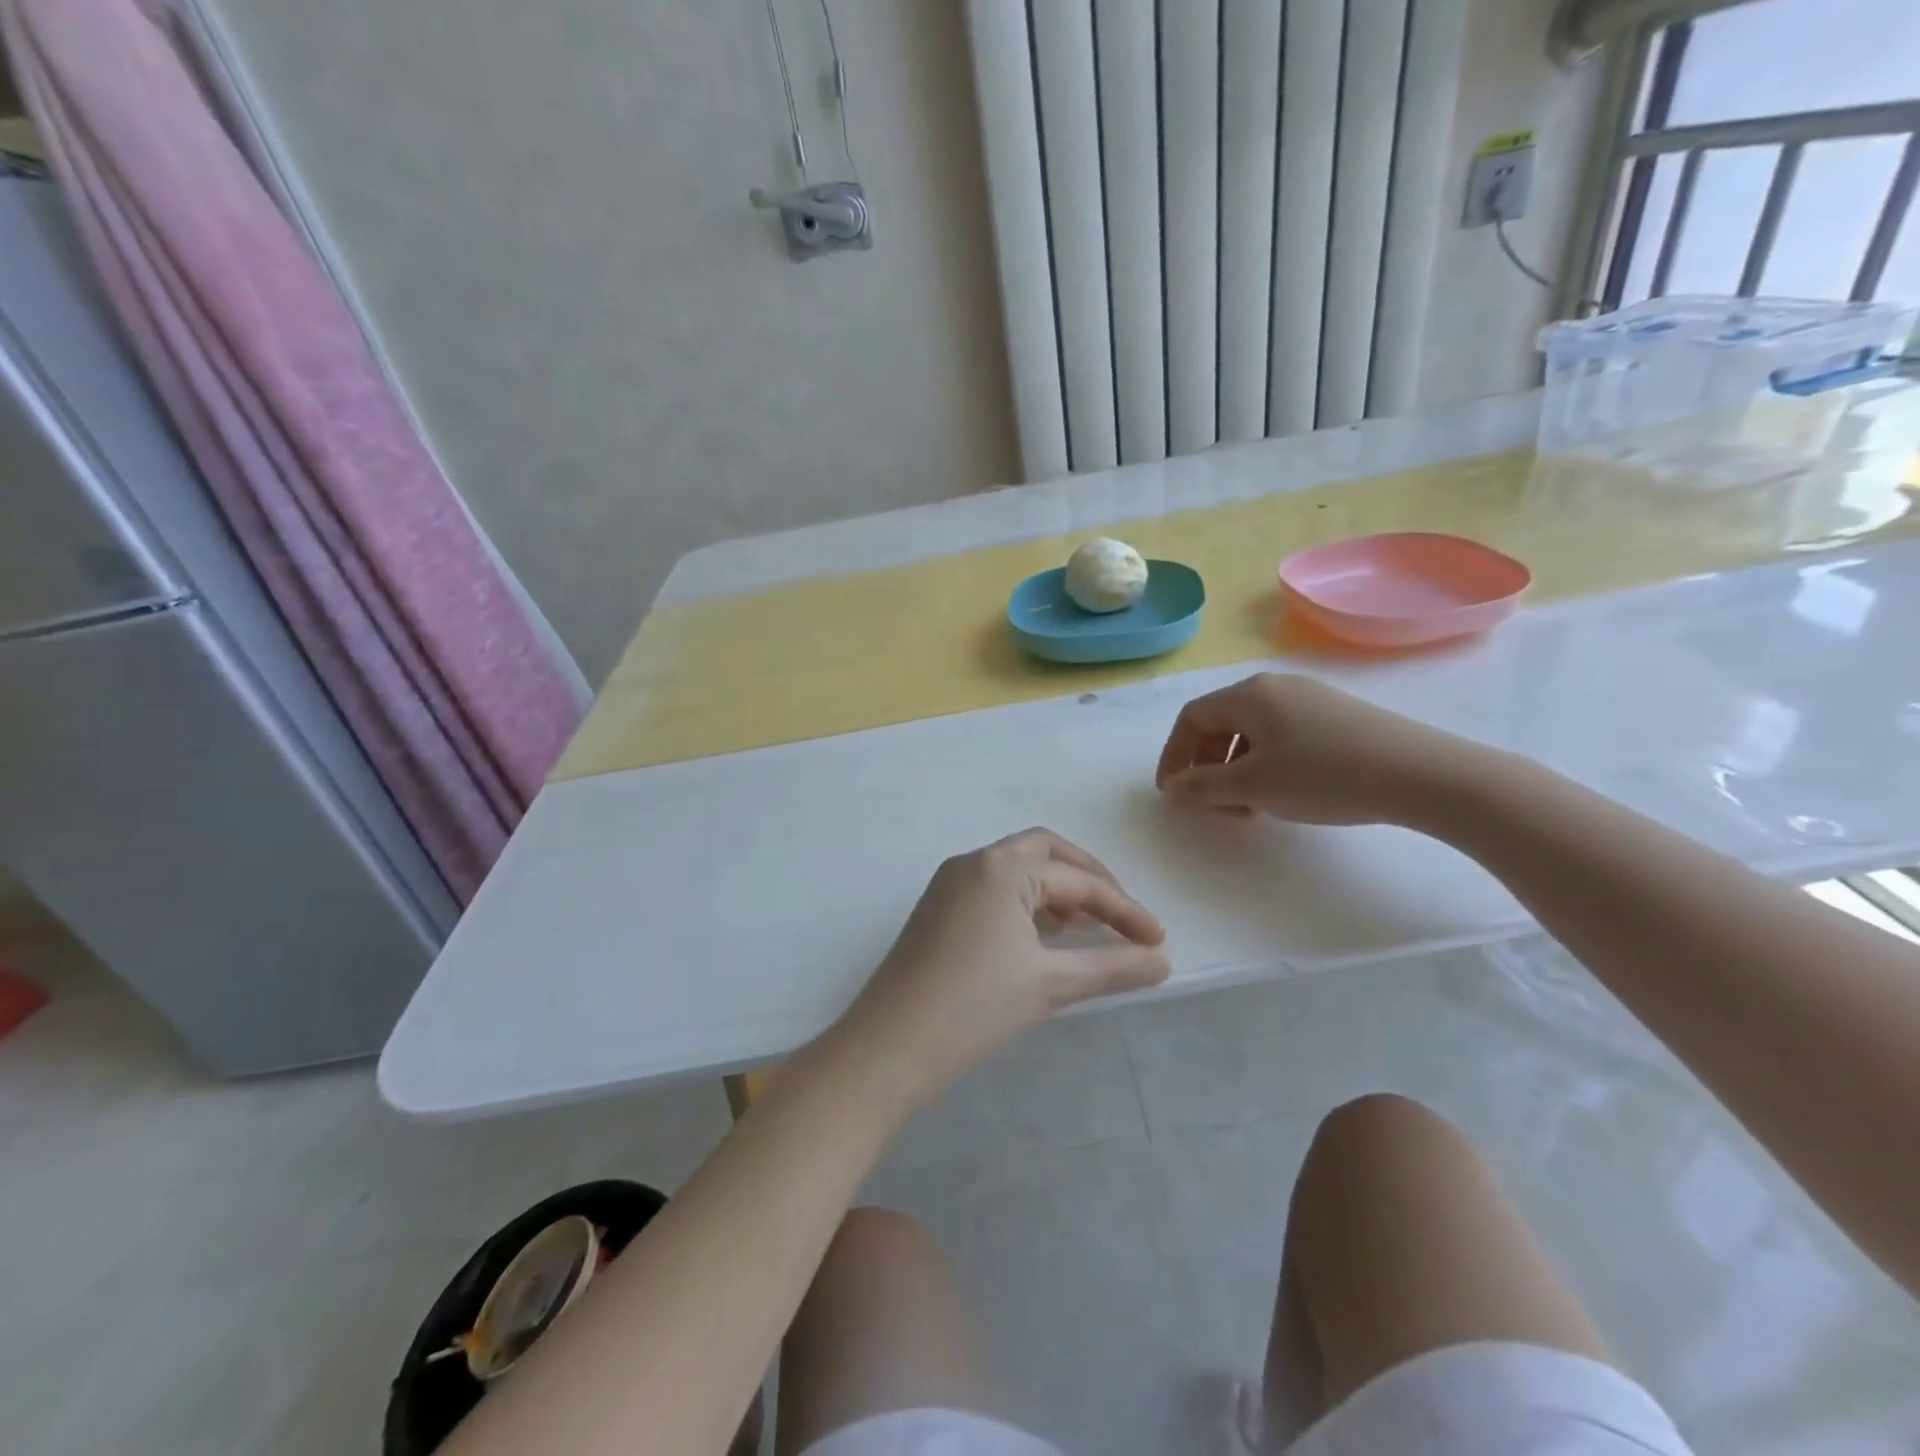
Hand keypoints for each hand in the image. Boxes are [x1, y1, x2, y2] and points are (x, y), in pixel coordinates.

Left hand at [831, 829, 1169, 1104]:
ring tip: (1087, 928)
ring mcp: (949, 885)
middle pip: (1045, 853)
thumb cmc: (974, 1008)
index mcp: (1001, 867)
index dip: (1122, 909)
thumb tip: (1162, 961)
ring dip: (1057, 890)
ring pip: (1017, 870)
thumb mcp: (1050, 985)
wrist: (889, 1047)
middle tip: (1122, 916)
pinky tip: (1042, 938)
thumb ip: (1111, 967)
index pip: (1077, 879)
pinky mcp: (937, 910)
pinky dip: (1027, 904)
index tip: (1157, 940)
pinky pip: (994, 890)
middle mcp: (973, 863)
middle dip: (1089, 880)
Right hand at [1155, 673, 1480, 825]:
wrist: (1420, 774)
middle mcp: (1275, 687)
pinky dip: (1265, 763)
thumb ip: (1203, 787)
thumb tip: (1173, 787)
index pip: (1191, 718)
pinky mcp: (1335, 716)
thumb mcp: (1253, 786)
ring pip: (1251, 732)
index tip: (1173, 794)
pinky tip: (1283, 792)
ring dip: (1235, 768)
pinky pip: (1281, 735)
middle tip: (1212, 804)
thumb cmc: (1323, 776)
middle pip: (1220, 722)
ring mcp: (1309, 699)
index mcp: (1248, 694)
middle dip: (1206, 765)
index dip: (1174, 755)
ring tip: (1248, 805)